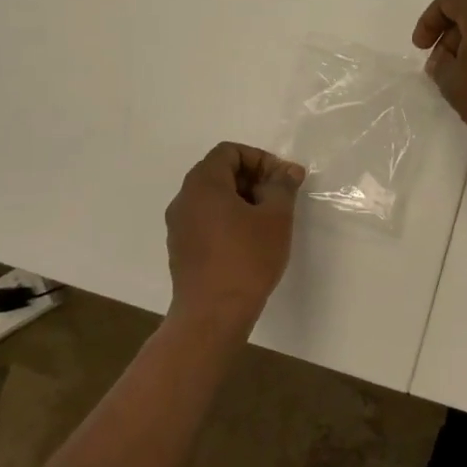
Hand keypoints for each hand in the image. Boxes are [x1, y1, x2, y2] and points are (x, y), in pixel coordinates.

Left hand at [165, 143, 304, 331]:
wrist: (212, 314)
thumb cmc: (246, 259)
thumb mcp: (276, 218)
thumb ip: (282, 187)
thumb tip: (288, 171)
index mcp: (203, 184)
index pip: (229, 152)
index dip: (260, 159)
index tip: (283, 180)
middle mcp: (184, 199)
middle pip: (219, 172)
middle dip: (253, 179)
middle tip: (280, 199)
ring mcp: (178, 226)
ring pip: (213, 198)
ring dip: (242, 200)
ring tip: (268, 222)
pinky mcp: (181, 249)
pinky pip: (206, 220)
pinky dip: (228, 220)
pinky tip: (249, 242)